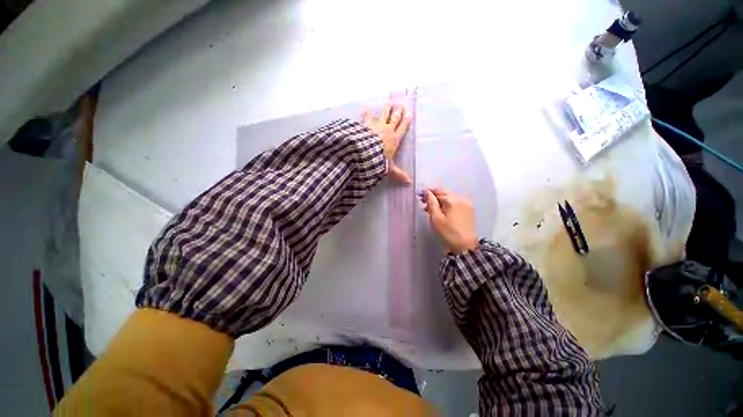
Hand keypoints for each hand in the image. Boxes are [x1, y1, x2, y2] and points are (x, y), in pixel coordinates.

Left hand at [361, 104, 412, 183]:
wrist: (364, 153)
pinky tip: (367, 109)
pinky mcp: (365, 124)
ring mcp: (376, 125)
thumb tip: (409, 183)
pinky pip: (367, 116)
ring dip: (386, 108)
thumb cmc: (379, 161)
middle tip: (401, 105)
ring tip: (389, 103)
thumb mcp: (389, 169)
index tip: (409, 113)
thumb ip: (399, 175)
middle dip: (398, 111)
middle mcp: (387, 130)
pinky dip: (367, 113)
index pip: (402, 128)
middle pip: (394, 118)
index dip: (406, 121)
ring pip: (383, 114)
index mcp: (394, 139)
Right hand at [421, 188, 478, 253]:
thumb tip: (426, 191)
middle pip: (444, 192)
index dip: (427, 193)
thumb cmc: (448, 232)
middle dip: (434, 196)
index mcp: (451, 199)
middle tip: (424, 204)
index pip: (437, 190)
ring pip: (449, 196)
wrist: (466, 246)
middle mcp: (460, 197)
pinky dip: (448, 203)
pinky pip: (456, 201)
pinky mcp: (469, 208)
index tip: (420, 197)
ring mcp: (466, 202)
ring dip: (440, 200)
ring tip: (432, 209)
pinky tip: (443, 210)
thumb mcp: (436, 218)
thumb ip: (431, 202)